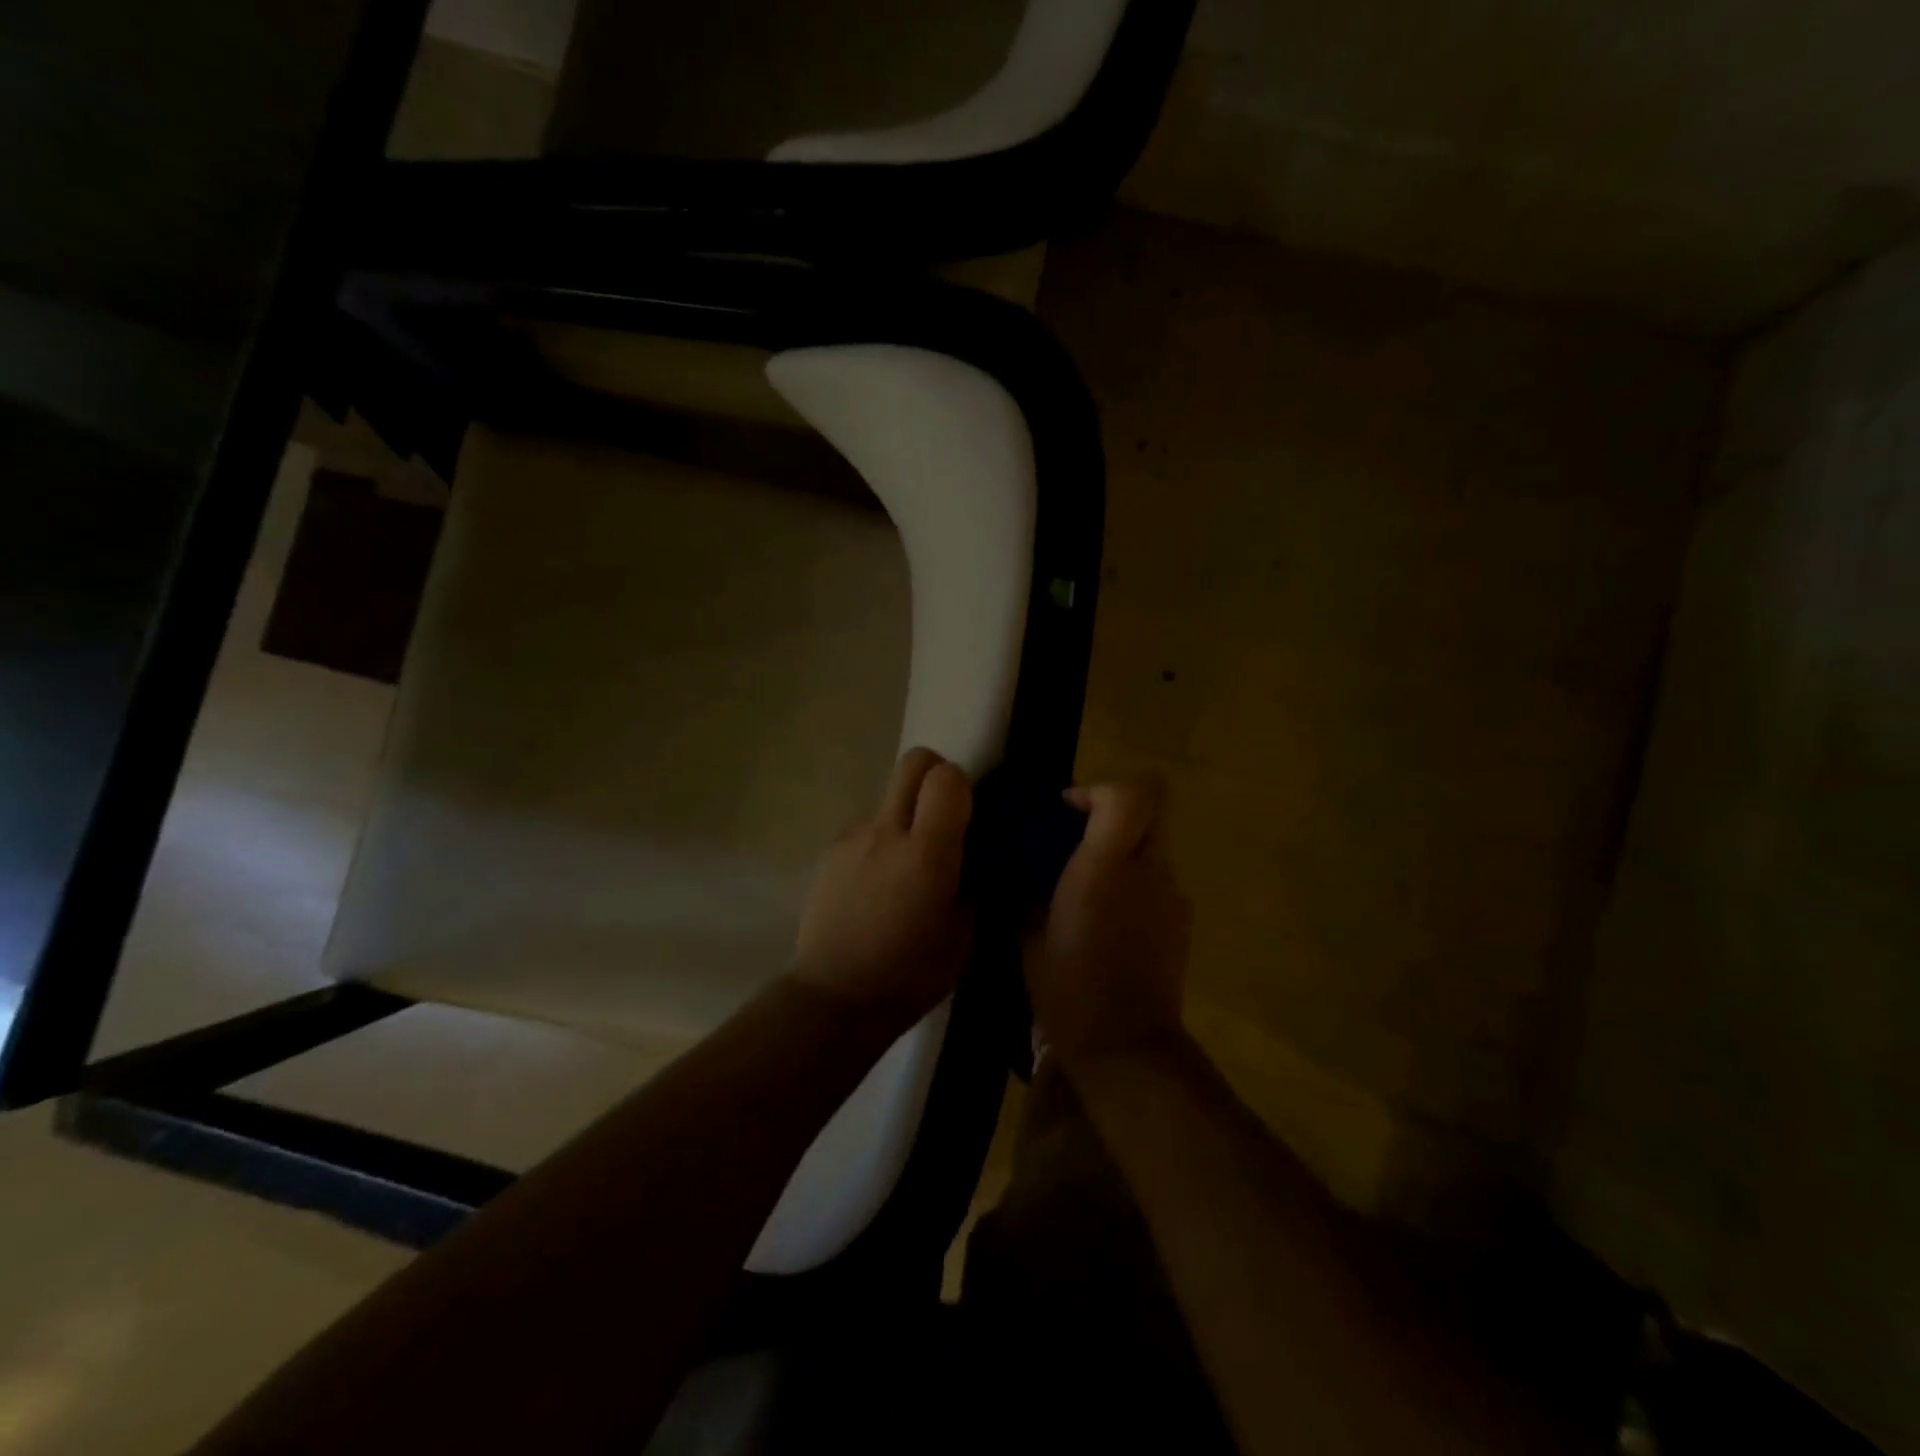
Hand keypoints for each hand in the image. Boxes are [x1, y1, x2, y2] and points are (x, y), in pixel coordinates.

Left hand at [789, 747, 974, 1028]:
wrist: (834, 998)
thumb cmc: (909, 975)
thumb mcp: (965, 936)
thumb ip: (976, 883)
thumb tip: (980, 856)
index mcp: (927, 852)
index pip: (947, 777)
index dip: (963, 786)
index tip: (969, 814)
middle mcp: (886, 831)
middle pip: (913, 762)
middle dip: (934, 774)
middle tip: (944, 813)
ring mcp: (852, 837)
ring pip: (887, 796)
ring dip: (904, 814)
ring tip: (906, 864)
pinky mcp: (830, 851)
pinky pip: (865, 828)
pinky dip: (879, 841)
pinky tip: (878, 883)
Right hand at [1025, 780, 1191, 1070]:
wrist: (1127, 1047)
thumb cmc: (1069, 990)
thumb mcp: (1029, 937)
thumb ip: (1028, 892)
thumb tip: (1024, 871)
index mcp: (1106, 868)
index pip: (1129, 797)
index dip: (1097, 791)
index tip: (1067, 811)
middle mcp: (1148, 871)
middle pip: (1152, 808)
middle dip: (1114, 811)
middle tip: (1079, 837)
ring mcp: (1172, 895)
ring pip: (1154, 844)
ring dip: (1123, 848)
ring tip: (1089, 883)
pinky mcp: (1182, 920)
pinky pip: (1158, 879)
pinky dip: (1135, 881)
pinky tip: (1110, 917)